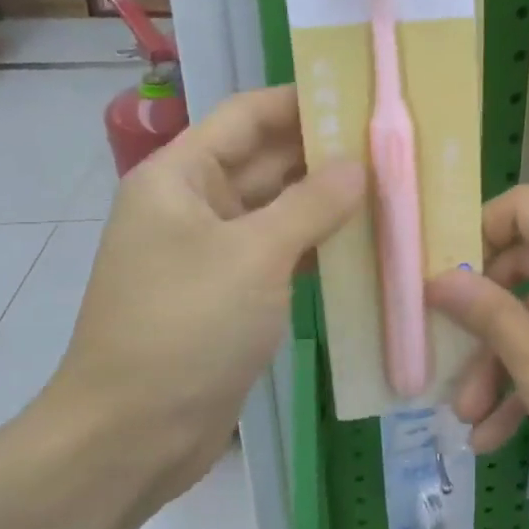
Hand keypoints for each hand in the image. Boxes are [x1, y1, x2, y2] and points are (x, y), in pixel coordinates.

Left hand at [43, 85, 363, 509]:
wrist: (133, 434)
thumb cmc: (185, 328)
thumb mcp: (253, 256)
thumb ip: (311, 204)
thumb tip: (360, 165)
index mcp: (180, 177)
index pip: (247, 116)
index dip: (302, 99)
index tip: (363, 95)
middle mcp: (194, 205)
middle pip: (266, 161)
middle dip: (326, 154)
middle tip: (396, 146)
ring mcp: (213, 253)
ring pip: (278, 211)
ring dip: (328, 203)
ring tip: (394, 189)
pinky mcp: (232, 295)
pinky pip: (280, 255)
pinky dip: (318, 248)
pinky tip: (367, 246)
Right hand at [426, 186, 528, 512]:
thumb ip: (488, 316)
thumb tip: (438, 279)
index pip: (523, 208)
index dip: (477, 235)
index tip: (446, 281)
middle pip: (527, 271)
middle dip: (485, 327)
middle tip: (454, 373)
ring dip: (507, 366)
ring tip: (472, 423)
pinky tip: (502, 435)